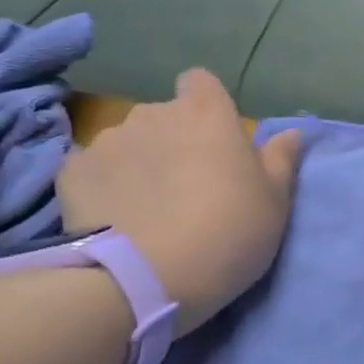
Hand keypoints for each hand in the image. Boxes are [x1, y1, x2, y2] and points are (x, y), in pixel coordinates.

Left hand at [57, 70, 302, 334]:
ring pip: (128, 142)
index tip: (214, 140)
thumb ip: (281, 161)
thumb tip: (291, 133)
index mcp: (207, 115)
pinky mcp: (72, 172)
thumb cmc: (227, 233)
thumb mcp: (274, 203)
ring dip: (138, 162)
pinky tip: (112, 218)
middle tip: (185, 186)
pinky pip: (93, 169)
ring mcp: (108, 141)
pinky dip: (103, 186)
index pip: (201, 82)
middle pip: (164, 115)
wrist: (145, 280)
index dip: (206, 106)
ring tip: (144, 208)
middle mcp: (154, 114)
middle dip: (173, 140)